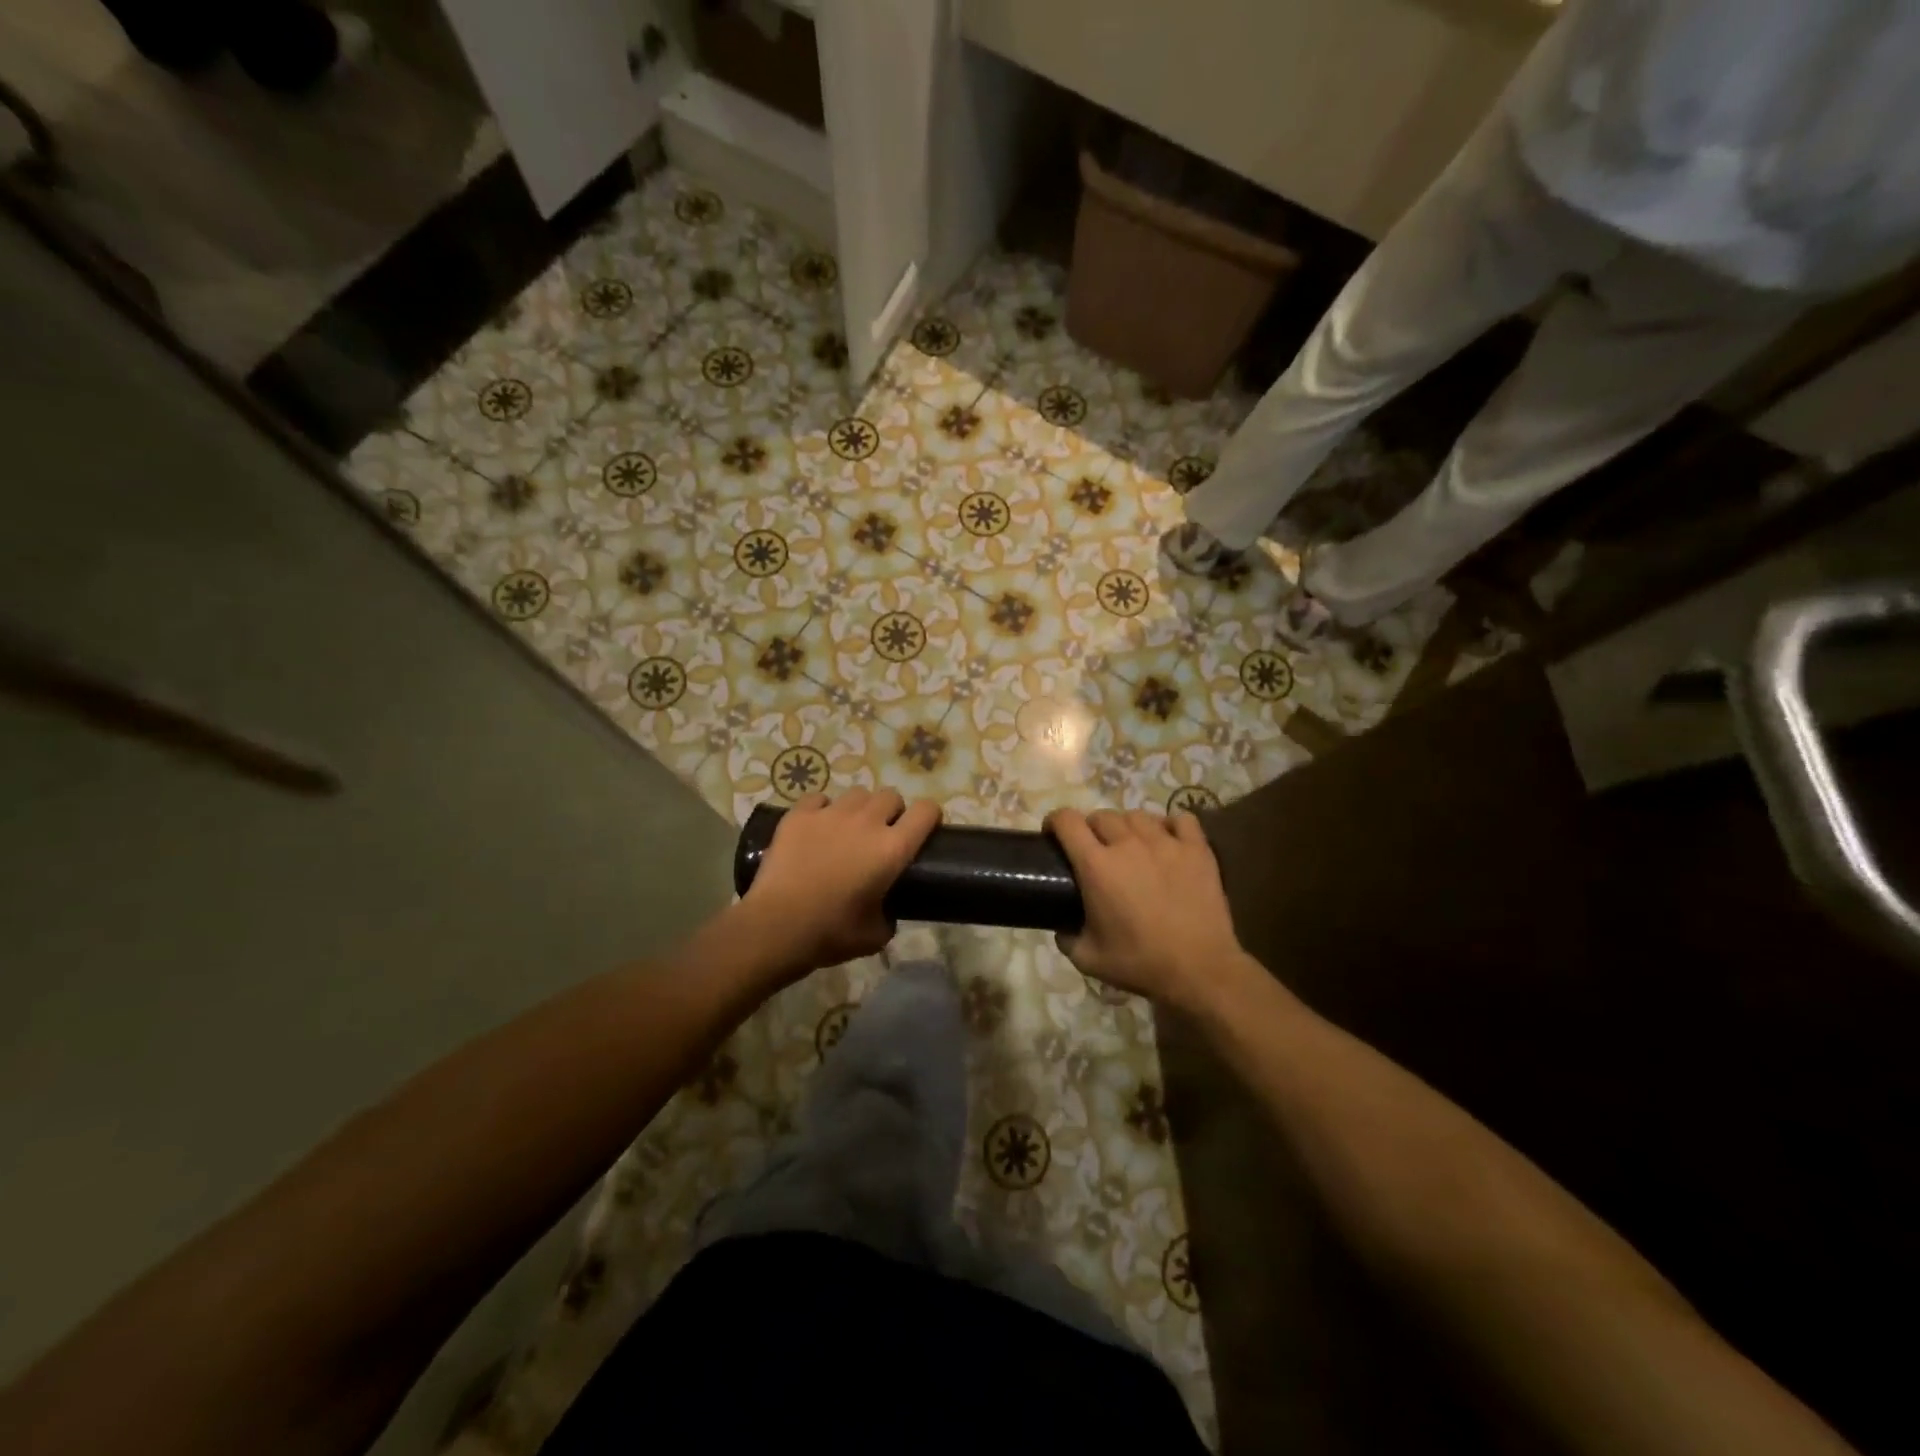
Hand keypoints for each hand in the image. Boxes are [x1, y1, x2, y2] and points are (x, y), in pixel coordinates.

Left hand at [742, 789, 940, 974]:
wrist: (777, 926)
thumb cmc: (832, 933)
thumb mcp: (876, 934)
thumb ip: (889, 914)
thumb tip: (886, 910)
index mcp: (893, 849)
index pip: (926, 811)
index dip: (929, 816)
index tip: (924, 828)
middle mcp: (867, 822)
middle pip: (890, 796)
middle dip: (891, 811)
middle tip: (881, 834)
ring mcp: (831, 814)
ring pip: (856, 794)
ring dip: (859, 808)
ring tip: (847, 829)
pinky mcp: (799, 815)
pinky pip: (818, 799)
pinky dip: (822, 810)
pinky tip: (816, 828)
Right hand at [1045, 808, 1241, 1006]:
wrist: (1200, 970)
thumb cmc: (1140, 963)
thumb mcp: (1088, 959)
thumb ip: (1066, 938)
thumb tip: (1062, 928)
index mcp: (1096, 866)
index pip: (1067, 821)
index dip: (1054, 822)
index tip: (1053, 835)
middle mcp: (1128, 844)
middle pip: (1101, 816)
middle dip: (1090, 828)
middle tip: (1094, 850)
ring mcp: (1166, 843)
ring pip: (1137, 815)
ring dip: (1126, 826)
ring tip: (1130, 846)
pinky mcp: (1197, 849)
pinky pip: (1180, 820)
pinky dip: (1169, 826)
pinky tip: (1167, 841)